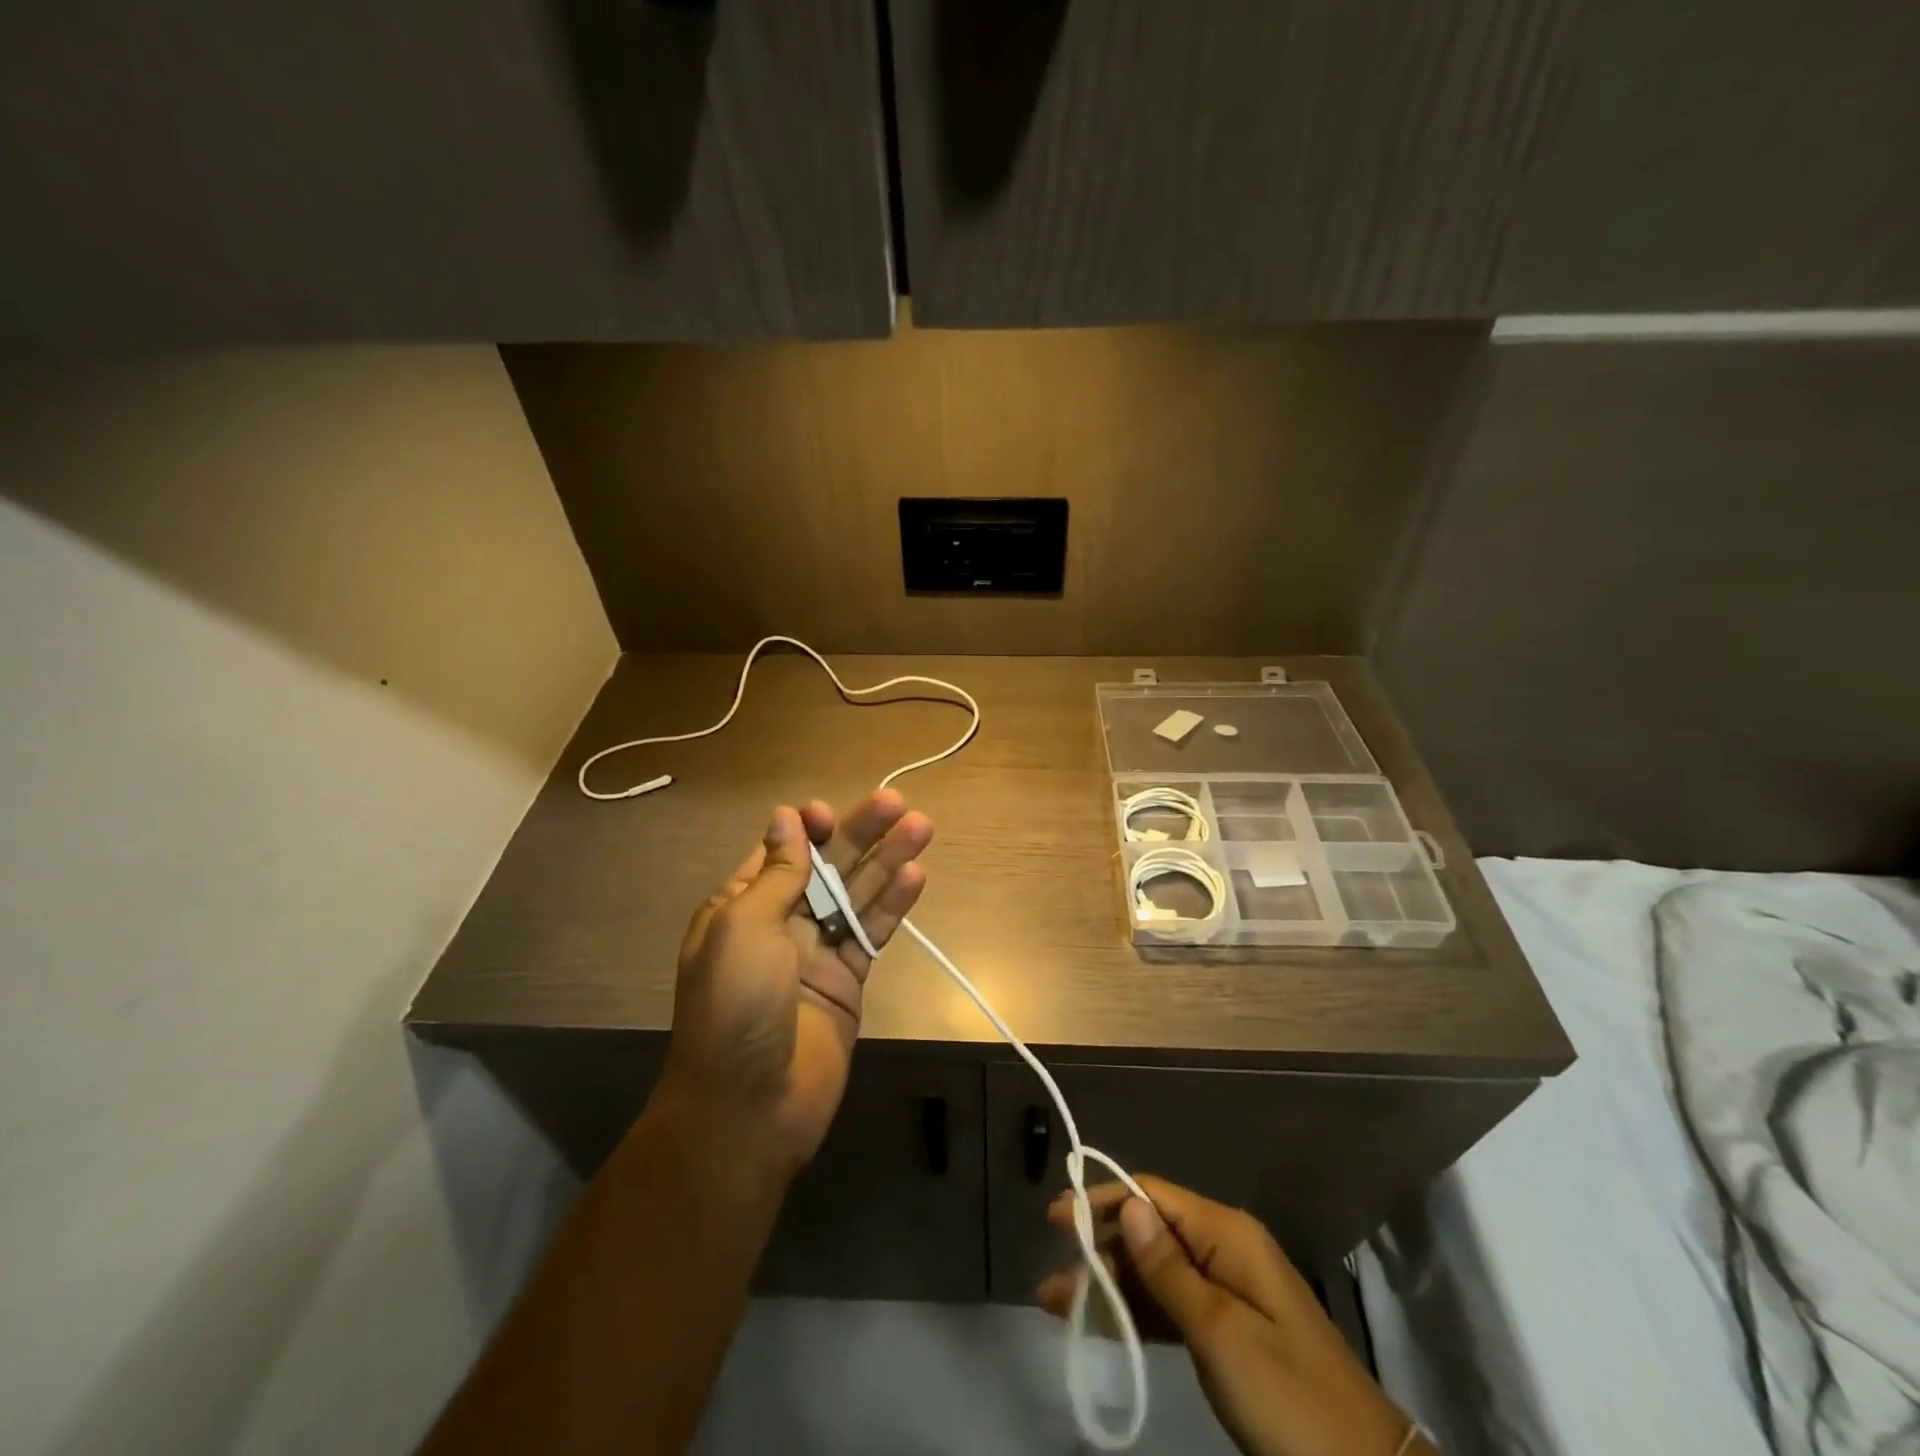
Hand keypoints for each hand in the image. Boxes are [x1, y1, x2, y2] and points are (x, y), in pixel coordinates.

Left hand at [659, 789, 932, 1171]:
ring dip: (887, 861)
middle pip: (826, 867)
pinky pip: (872, 935)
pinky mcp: (847, 981)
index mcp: (741, 907)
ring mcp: (816, 953)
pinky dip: (893, 907)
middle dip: (860, 834)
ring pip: (857, 896)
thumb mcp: (743, 928)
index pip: (781, 853)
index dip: (808, 828)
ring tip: (922, 828)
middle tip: (899, 803)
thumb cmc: (735, 1006)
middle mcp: (779, 923)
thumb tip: (786, 819)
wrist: (749, 1108)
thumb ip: (776, 874)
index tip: (831, 814)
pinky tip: (916, 877)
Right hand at [1038, 1178, 1423, 1455]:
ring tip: (1058, 1303)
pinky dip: (1136, 1313)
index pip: (1152, 1197)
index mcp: (1227, 1234)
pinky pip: (1172, 1306)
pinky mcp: (1228, 1332)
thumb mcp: (1221, 1332)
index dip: (1104, 1202)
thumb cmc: (1288, 1397)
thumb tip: (1127, 1203)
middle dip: (1100, 1250)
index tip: (1056, 1221)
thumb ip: (1168, 1268)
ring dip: (1110, 1284)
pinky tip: (1102, 1323)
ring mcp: (1228, 1292)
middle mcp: (1224, 1249)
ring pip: (1155, 1271)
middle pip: (1149, 1232)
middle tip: (1051, 1280)